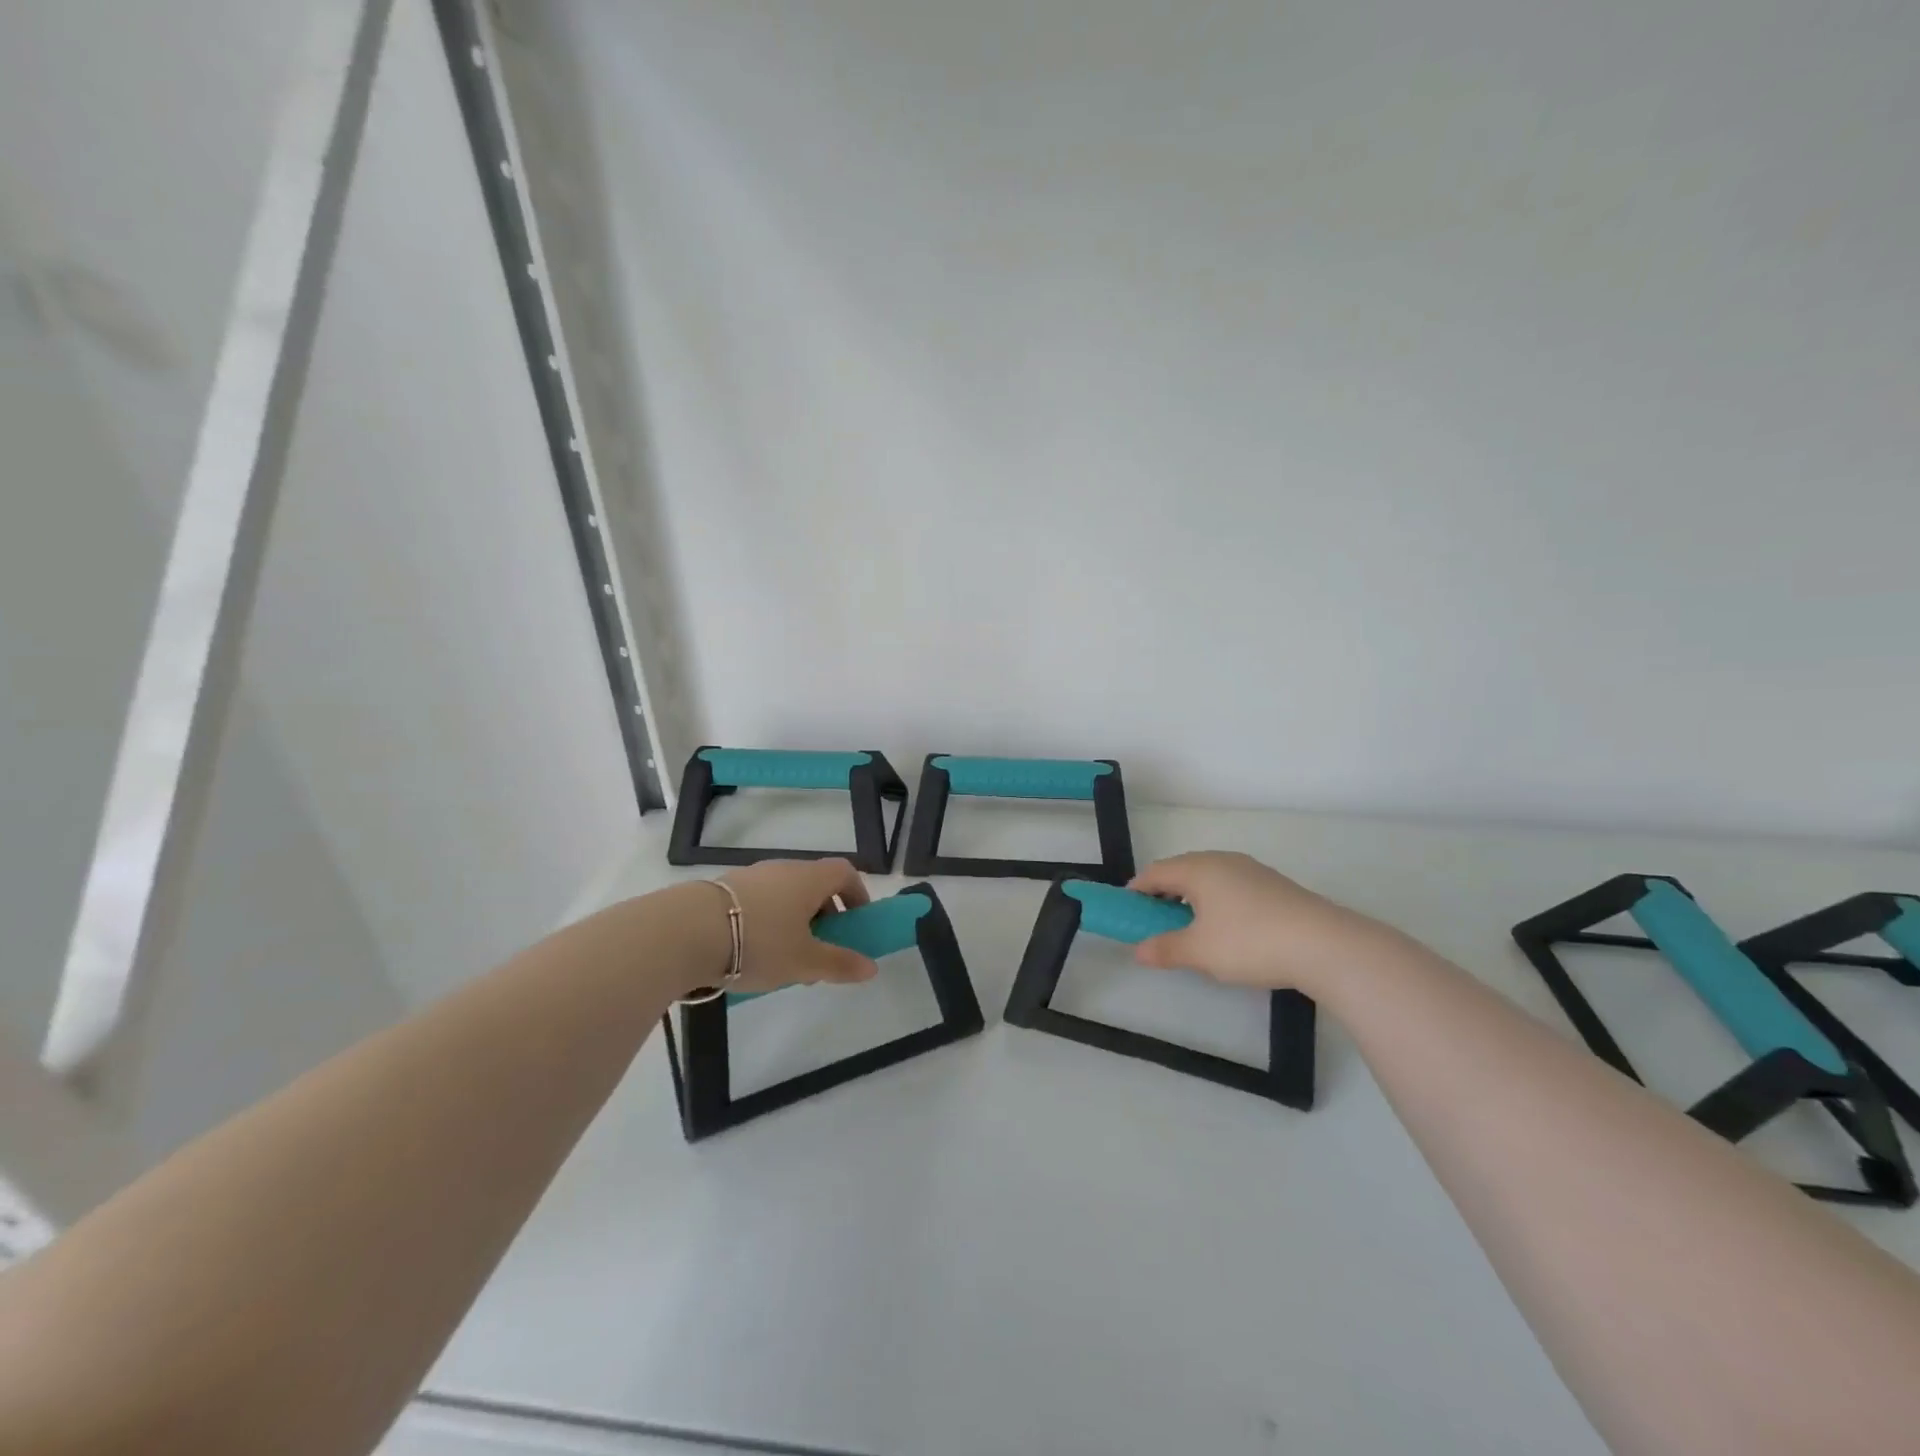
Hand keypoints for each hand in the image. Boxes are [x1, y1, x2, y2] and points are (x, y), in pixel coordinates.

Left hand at [712, 858, 879, 992]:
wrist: (684, 932)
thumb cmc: (759, 942)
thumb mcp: (804, 961)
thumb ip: (839, 963)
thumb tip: (872, 968)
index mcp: (809, 878)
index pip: (844, 872)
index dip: (857, 894)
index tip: (857, 923)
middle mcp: (783, 869)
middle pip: (814, 886)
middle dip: (824, 918)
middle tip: (820, 954)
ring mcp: (751, 877)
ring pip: (784, 897)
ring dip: (794, 924)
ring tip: (784, 963)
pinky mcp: (723, 891)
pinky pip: (758, 904)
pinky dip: (766, 923)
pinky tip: (751, 956)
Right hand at [1128, 851, 1398, 994]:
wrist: (1325, 945)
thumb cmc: (1250, 942)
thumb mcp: (1199, 952)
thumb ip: (1165, 949)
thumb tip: (1137, 951)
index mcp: (1198, 868)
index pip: (1155, 872)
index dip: (1136, 890)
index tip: (1127, 911)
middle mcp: (1222, 861)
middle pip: (1181, 870)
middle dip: (1163, 893)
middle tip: (1155, 922)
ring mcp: (1251, 870)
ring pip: (1209, 878)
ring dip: (1191, 898)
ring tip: (1190, 927)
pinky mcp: (1274, 885)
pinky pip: (1231, 886)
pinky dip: (1217, 901)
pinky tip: (1226, 928)